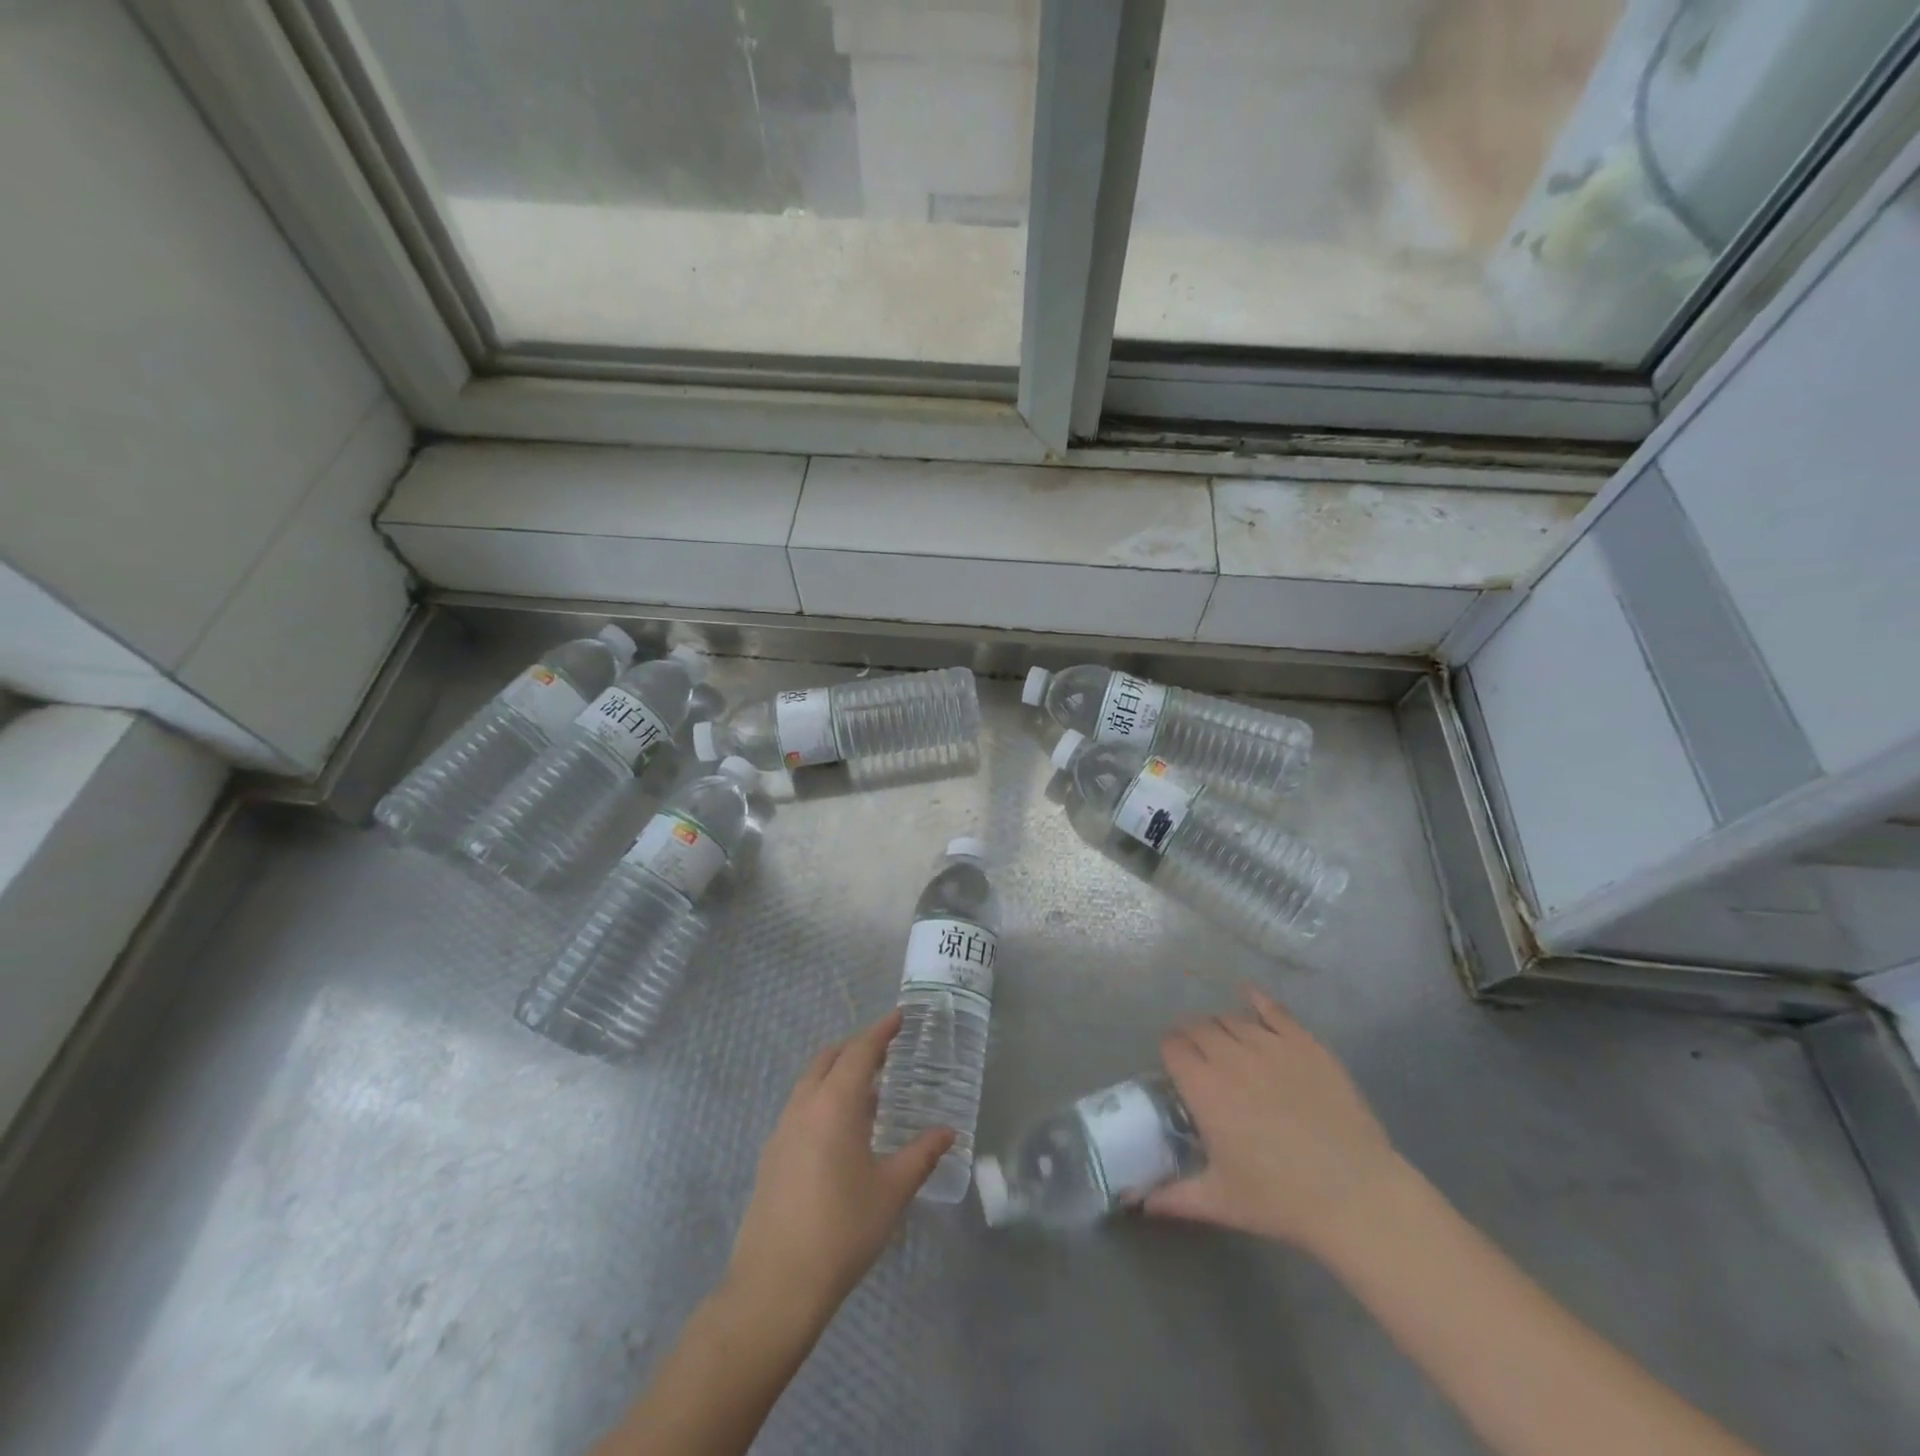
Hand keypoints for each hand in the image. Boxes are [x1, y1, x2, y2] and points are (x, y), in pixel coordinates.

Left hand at [724, 1010, 954, 1329]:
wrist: (775, 1285)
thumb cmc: (842, 1230)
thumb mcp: (892, 1191)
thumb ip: (921, 1155)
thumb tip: (948, 1132)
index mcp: (834, 1104)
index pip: (860, 1051)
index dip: (881, 1031)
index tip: (900, 1016)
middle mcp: (804, 1106)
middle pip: (829, 1059)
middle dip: (857, 1047)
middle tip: (886, 1050)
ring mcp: (782, 1131)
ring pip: (810, 1082)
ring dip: (837, 1073)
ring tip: (868, 1088)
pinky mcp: (771, 1156)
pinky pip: (800, 1107)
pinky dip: (823, 1098)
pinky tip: (841, 1129)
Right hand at [1147, 988, 1403, 1254]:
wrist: (1356, 1195)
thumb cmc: (1282, 1200)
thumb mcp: (1220, 1202)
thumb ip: (1173, 1197)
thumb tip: (1138, 1202)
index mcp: (1204, 1089)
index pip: (1172, 1046)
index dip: (1170, 1051)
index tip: (1174, 1065)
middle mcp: (1231, 1057)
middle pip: (1198, 1026)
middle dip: (1191, 1035)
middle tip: (1197, 1056)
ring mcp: (1271, 1046)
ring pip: (1231, 1018)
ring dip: (1220, 1026)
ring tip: (1225, 1041)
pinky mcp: (1305, 1044)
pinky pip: (1273, 1010)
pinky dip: (1256, 999)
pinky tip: (1248, 994)